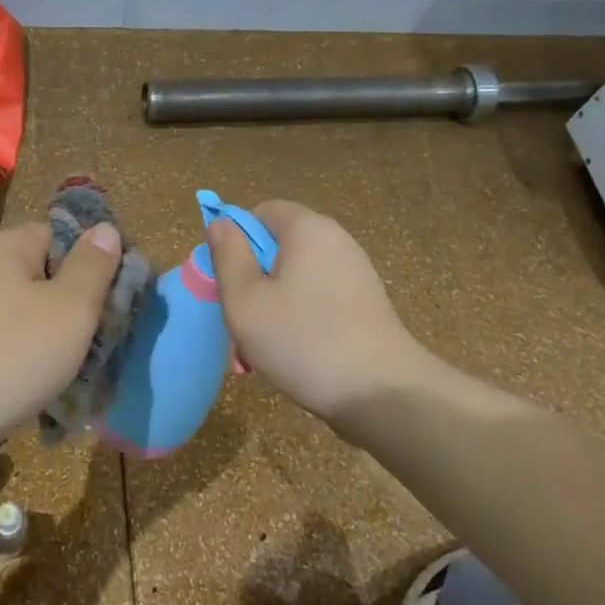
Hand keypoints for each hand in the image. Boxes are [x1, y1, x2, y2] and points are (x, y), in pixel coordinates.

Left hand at [0, 220, 122, 450]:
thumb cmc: (8, 356)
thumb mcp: (70, 308)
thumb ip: (93, 267)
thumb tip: (105, 229)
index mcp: (8, 246)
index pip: (63, 234)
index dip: (96, 261)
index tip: (119, 298)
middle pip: (45, 275)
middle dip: (77, 307)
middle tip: (104, 340)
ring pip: (26, 314)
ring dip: (53, 339)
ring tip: (78, 371)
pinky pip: (3, 343)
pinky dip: (24, 361)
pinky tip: (40, 389)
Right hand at [207, 200, 435, 424]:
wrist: (384, 393)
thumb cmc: (304, 340)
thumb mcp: (246, 301)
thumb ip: (228, 257)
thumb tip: (220, 223)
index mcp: (307, 229)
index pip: (262, 212)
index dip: (237, 241)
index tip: (229, 280)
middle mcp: (336, 240)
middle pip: (280, 245)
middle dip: (255, 278)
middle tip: (244, 318)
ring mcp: (356, 272)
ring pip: (297, 277)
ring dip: (275, 303)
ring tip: (266, 345)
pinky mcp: (366, 303)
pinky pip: (320, 298)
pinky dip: (302, 317)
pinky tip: (297, 353)